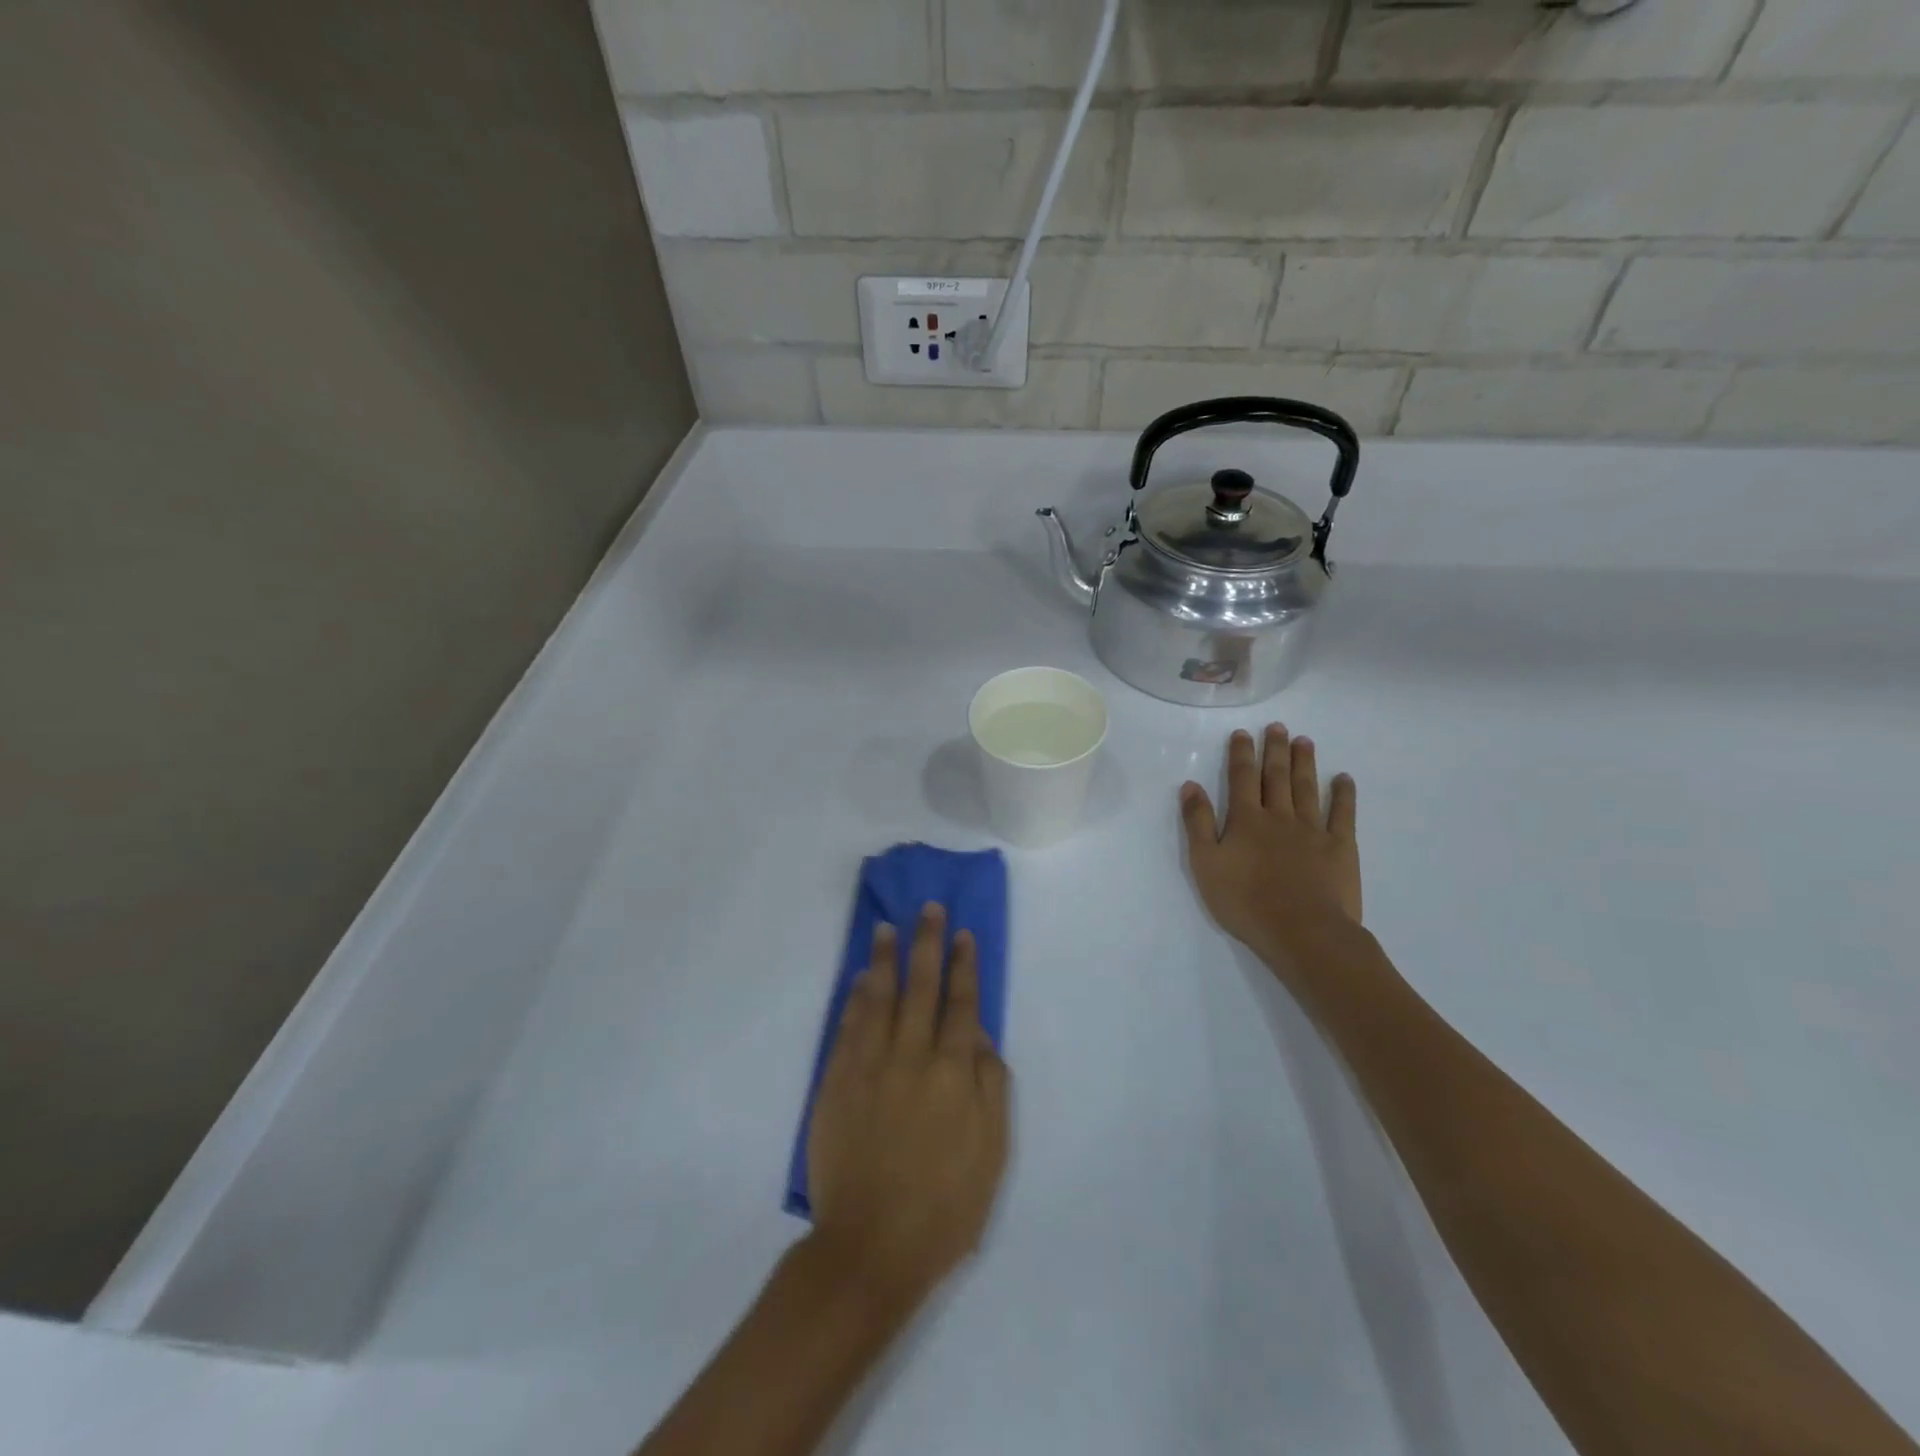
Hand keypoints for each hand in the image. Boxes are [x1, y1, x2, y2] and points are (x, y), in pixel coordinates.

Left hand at [806, 905, 1009, 1315]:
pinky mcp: (836, 1082)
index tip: (964, 933)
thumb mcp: (992, 1153)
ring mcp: (869, 1066)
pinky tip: (857, 978)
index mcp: (953, 1073)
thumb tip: (982, 1036)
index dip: (964, 965)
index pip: (961, 1004)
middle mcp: (911, 1057)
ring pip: (879, 997)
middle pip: (922, 987)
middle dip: (927, 944)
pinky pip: (847, 1027)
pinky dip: (854, 999)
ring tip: (886, 927)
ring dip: (885, 959)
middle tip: (928, 909)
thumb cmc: (944, 1206)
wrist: (870, 1247)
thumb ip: (991, 1087)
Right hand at [1180, 725, 1361, 978]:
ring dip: (1304, 763)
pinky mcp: (1340, 848)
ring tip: (1304, 741)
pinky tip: (1343, 779)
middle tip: (1278, 726)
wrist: (1302, 931)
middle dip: (1275, 750)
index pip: (1241, 778)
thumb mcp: (1205, 863)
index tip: (1243, 733)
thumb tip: (1191, 785)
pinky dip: (1343, 795)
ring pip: (1306, 789)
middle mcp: (1279, 816)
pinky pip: (1343, 815)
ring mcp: (1313, 830)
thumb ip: (1197, 823)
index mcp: (1245, 820)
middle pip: (1276, 777)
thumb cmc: (1245, 901)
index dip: (1241, 754)